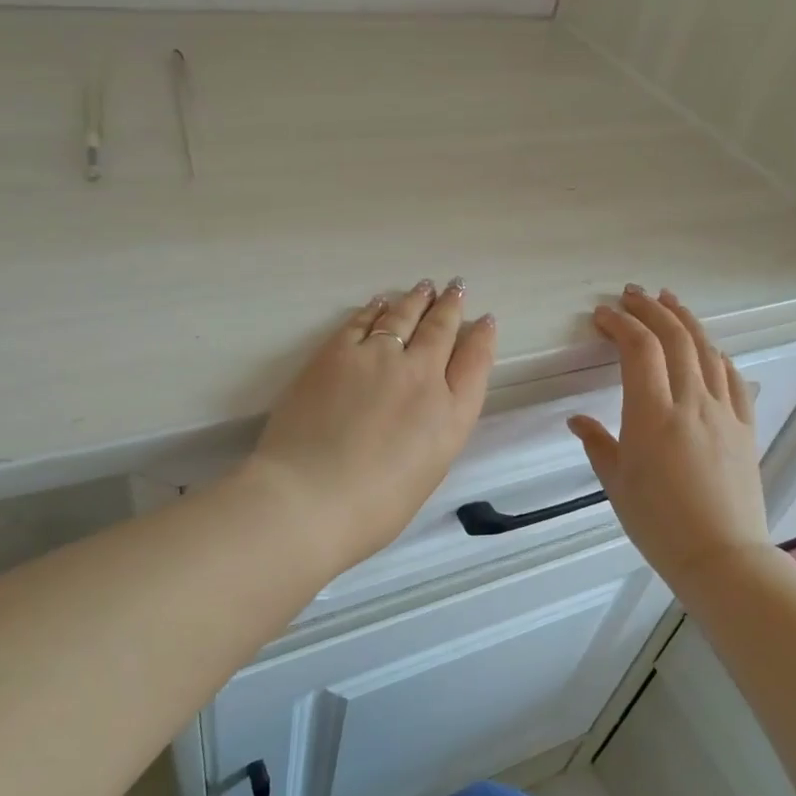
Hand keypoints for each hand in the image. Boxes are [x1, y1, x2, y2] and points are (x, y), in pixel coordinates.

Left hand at [246, 279, 495, 575]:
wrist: (310, 498)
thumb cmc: (372, 508)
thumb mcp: (427, 472)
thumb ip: (434, 431)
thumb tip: (426, 407)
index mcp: (451, 415)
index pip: (475, 362)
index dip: (482, 337)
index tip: (485, 320)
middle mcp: (422, 376)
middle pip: (442, 330)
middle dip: (451, 306)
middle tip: (456, 288)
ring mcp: (379, 358)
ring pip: (404, 316)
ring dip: (417, 299)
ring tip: (425, 286)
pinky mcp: (338, 352)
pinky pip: (363, 321)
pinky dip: (376, 308)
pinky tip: (380, 302)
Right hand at [568, 286, 772, 588]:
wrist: (721, 555)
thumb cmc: (658, 523)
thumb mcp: (616, 483)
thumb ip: (597, 444)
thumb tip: (578, 420)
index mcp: (652, 414)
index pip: (638, 348)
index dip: (619, 324)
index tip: (602, 316)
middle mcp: (691, 402)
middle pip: (674, 337)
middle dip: (651, 309)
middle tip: (632, 295)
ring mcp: (724, 411)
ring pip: (707, 350)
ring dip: (685, 320)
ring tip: (669, 302)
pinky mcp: (746, 426)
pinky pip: (733, 378)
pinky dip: (717, 354)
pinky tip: (709, 348)